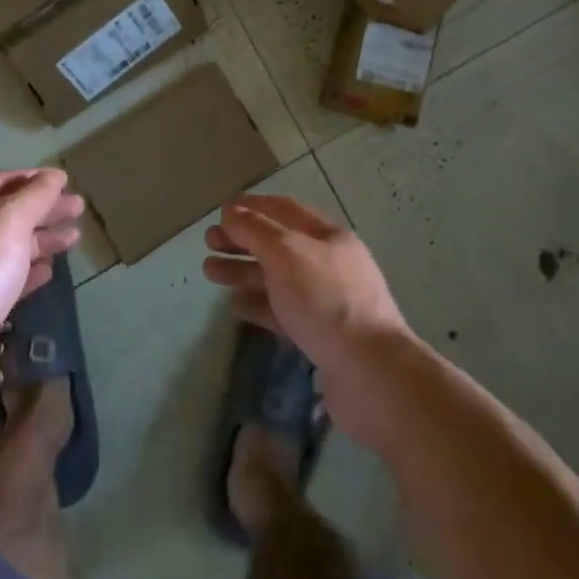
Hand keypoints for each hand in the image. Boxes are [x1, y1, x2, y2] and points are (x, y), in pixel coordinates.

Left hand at [0, 169, 83, 411]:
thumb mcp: (9, 222)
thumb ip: (35, 196)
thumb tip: (54, 176)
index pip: (1, 182)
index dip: (34, 179)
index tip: (65, 181)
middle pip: (7, 214)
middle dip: (43, 209)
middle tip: (78, 209)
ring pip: (8, 247)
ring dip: (41, 240)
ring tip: (73, 239)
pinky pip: (5, 279)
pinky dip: (28, 272)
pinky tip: (48, 273)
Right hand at [203, 195, 414, 437]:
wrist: (369, 373)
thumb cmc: (325, 300)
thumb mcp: (286, 253)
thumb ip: (255, 230)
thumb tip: (231, 212)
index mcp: (329, 237)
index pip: (285, 210)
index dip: (253, 206)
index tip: (221, 210)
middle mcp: (329, 264)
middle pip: (278, 244)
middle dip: (242, 240)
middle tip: (208, 242)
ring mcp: (326, 302)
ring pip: (277, 278)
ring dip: (243, 271)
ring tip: (209, 271)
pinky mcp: (320, 336)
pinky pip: (282, 312)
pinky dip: (257, 304)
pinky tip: (234, 304)